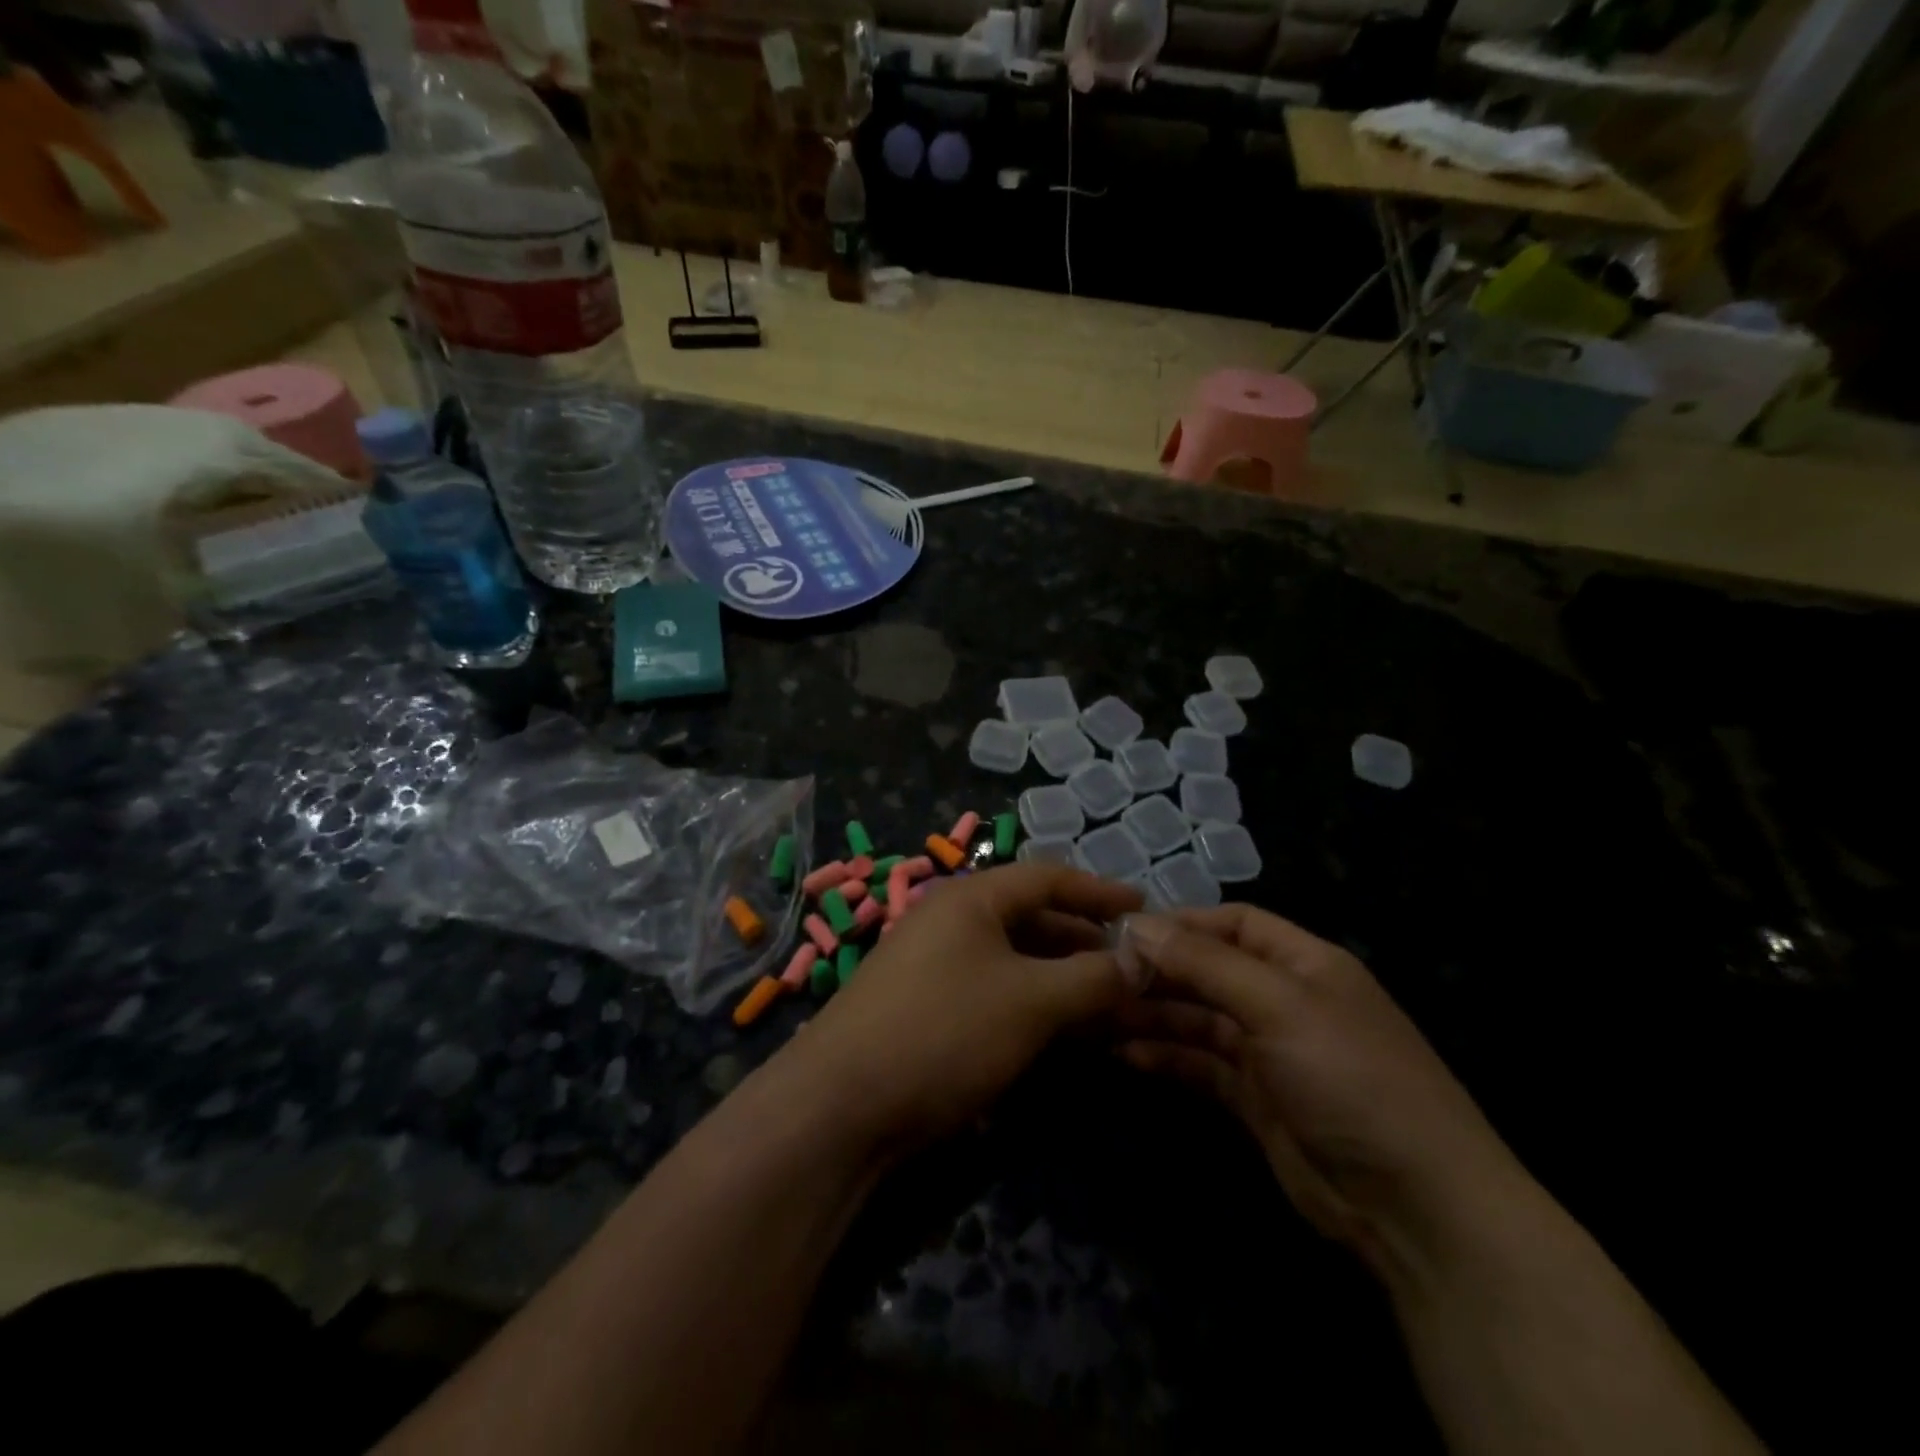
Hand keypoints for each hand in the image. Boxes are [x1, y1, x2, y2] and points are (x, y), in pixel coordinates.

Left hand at [779, 865, 1142, 1157]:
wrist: (841, 1106)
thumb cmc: (944, 1031)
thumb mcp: (1031, 1000)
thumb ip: (1092, 977)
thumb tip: (1142, 959)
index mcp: (971, 899)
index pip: (1047, 877)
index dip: (1099, 890)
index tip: (1144, 907)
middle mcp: (950, 921)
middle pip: (1031, 918)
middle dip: (1084, 941)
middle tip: (1133, 967)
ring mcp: (934, 965)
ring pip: (1013, 960)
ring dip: (1060, 978)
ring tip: (1107, 1004)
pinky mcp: (926, 1008)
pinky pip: (993, 991)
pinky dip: (1030, 1004)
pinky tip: (1059, 1033)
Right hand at [1111, 906, 1527, 1273]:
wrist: (1414, 1206)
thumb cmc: (1349, 1078)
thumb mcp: (1278, 1005)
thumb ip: (1205, 963)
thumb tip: (1137, 926)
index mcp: (1302, 962)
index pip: (1232, 923)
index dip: (1180, 923)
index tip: (1122, 932)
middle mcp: (1283, 999)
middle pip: (1208, 970)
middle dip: (1156, 971)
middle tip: (1095, 977)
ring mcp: (1269, 1052)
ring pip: (1198, 1018)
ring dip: (1151, 1014)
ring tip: (1096, 1015)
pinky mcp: (1254, 1100)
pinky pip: (1200, 1064)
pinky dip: (1165, 1057)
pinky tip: (1125, 1055)